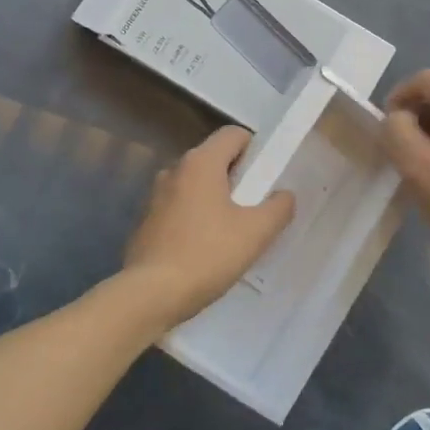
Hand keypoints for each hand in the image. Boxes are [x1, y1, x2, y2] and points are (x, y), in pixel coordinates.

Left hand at [120, 125, 295, 330]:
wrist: (150, 295)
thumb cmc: (207, 255)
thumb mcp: (256, 233)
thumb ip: (278, 208)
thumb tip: (283, 195)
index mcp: (200, 162)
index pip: (233, 134)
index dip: (255, 149)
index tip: (266, 178)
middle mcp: (174, 169)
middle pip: (214, 159)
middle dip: (237, 177)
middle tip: (254, 208)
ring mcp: (155, 195)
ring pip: (196, 185)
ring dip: (215, 199)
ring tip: (231, 232)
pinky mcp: (145, 221)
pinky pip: (179, 207)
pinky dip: (195, 217)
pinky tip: (204, 249)